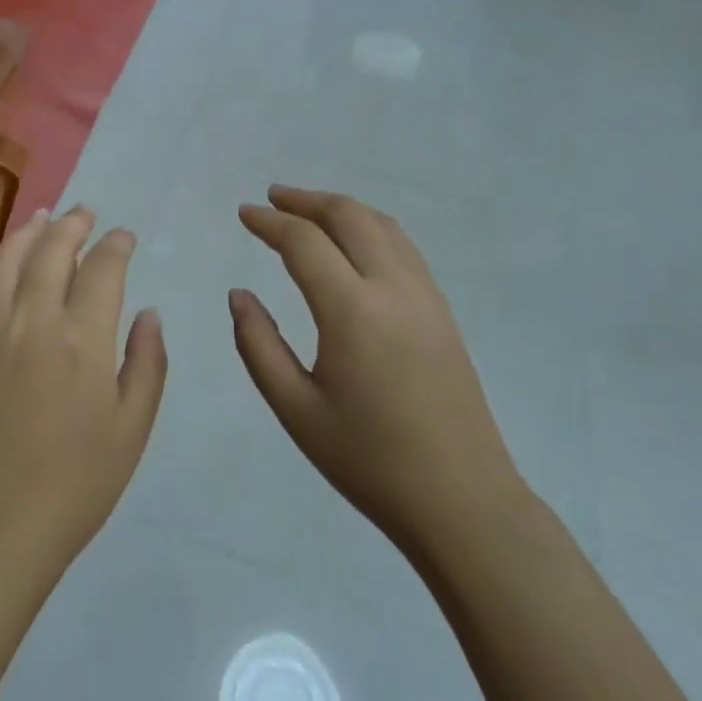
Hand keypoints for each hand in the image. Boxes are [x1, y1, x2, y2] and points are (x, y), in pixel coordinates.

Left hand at [0, 207, 166, 588]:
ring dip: (25, 234)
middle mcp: (32, 321)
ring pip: (4, 263)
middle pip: (50, 252)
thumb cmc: (76, 484)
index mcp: (82, 339)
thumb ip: (146, 363)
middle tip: (84, 213)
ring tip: (40, 218)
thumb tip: (149, 313)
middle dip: (71, 225)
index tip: (124, 237)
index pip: (102, 269)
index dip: (115, 245)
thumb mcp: (132, 429)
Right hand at [231, 186, 523, 553]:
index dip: (270, 222)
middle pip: (349, 216)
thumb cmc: (369, 461)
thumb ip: (258, 345)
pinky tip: (354, 244)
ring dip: (341, 209)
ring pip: (382, 225)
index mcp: (353, 311)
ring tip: (308, 211)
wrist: (462, 502)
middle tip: (272, 198)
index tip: (244, 214)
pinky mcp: (443, 312)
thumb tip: (239, 294)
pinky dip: (370, 228)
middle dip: (306, 200)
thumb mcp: (296, 409)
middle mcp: (393, 289)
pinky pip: (403, 248)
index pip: (305, 242)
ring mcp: (426, 297)